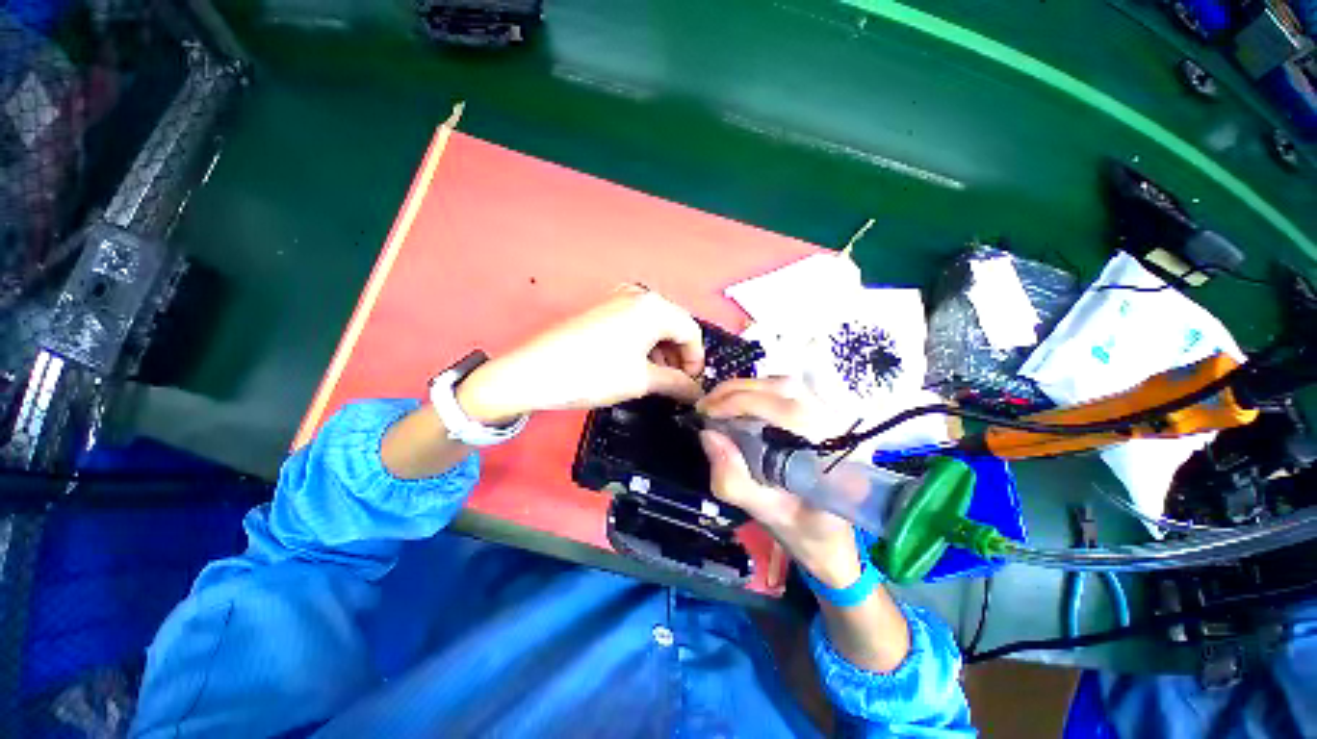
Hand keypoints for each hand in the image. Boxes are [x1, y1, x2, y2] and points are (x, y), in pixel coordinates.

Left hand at [456, 285, 705, 423]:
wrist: (535, 371)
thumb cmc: (595, 373)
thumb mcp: (642, 380)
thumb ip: (676, 383)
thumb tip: (695, 391)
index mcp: (654, 307)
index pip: (691, 331)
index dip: (696, 360)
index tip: (692, 384)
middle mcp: (639, 295)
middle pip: (674, 325)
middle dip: (678, 355)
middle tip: (675, 383)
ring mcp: (617, 298)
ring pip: (654, 324)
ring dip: (661, 350)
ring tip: (656, 377)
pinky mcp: (602, 308)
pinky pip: (635, 323)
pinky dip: (643, 343)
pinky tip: (636, 363)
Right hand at [696, 377, 862, 587]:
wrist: (831, 537)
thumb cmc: (802, 531)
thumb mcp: (764, 512)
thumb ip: (733, 479)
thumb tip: (708, 434)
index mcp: (834, 456)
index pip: (789, 412)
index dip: (744, 403)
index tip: (708, 412)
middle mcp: (840, 427)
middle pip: (787, 389)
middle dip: (738, 391)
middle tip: (705, 405)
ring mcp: (835, 417)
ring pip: (787, 384)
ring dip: (746, 388)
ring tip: (717, 403)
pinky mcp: (824, 414)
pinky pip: (788, 390)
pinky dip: (757, 391)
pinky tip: (739, 403)